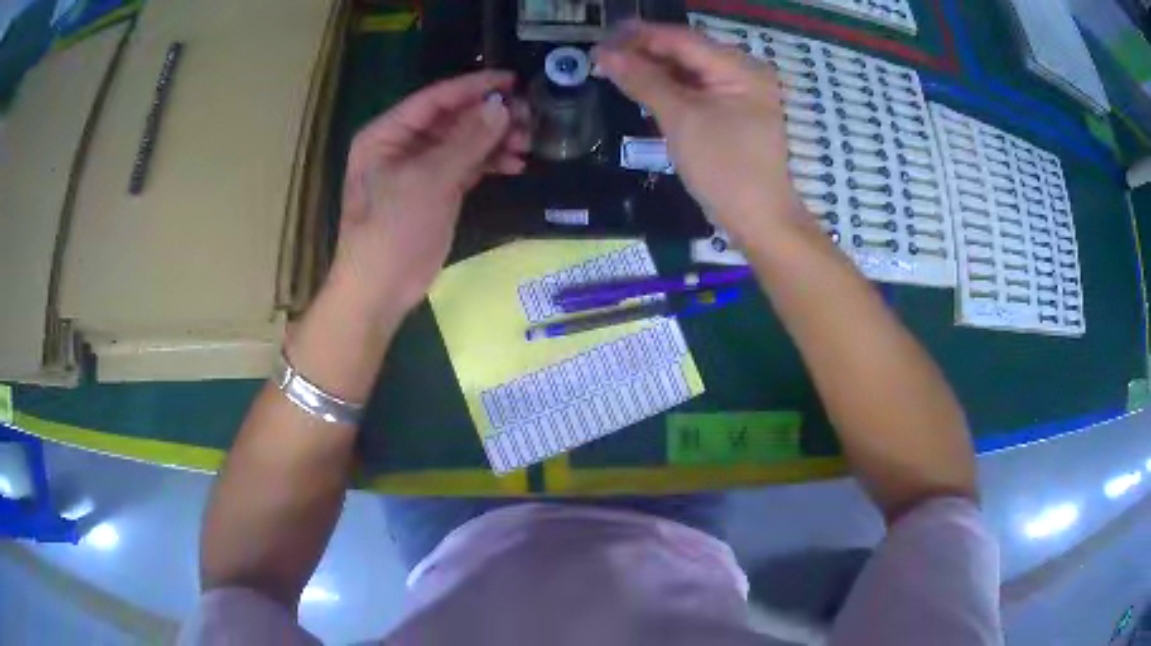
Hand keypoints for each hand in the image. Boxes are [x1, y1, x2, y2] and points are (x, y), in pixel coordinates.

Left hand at [330, 71, 529, 317]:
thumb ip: (467, 141)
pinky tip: (515, 164)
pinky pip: (466, 166)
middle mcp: (402, 145)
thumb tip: (502, 107)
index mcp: (387, 133)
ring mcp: (419, 169)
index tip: (513, 80)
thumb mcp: (429, 180)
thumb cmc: (393, 230)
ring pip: (463, 142)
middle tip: (529, 116)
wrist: (380, 289)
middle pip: (452, 118)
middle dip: (490, 116)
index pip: (435, 98)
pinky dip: (489, 163)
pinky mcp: (435, 191)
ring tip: (528, 142)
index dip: (474, 86)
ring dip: (495, 140)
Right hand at [593, 23, 806, 246]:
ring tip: (614, 70)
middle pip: (687, 52)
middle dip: (645, 52)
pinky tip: (643, 88)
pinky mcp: (734, 112)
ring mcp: (741, 93)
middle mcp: (744, 72)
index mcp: (740, 67)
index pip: (682, 39)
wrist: (759, 220)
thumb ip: (643, 80)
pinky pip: (697, 90)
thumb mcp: (681, 120)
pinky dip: (670, 88)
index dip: (639, 36)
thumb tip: (604, 53)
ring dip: (654, 70)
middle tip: (602, 57)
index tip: (600, 39)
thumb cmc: (724, 168)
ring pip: (690, 71)